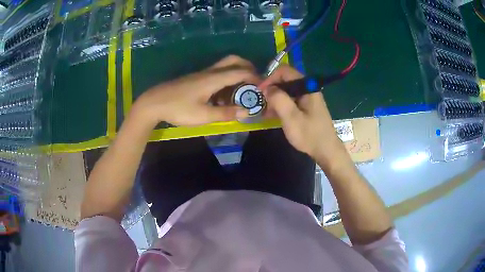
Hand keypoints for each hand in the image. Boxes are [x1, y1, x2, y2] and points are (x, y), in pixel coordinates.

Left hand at [132, 55, 258, 127]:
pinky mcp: (196, 79)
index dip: (255, 77)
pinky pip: (216, 74)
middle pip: (233, 60)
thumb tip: (246, 111)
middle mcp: (210, 72)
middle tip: (254, 82)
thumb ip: (226, 113)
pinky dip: (226, 80)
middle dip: (247, 68)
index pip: (241, 71)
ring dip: (236, 74)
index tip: (264, 86)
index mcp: (214, 78)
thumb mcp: (203, 115)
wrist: (154, 102)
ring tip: (240, 92)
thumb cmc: (178, 108)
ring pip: (225, 66)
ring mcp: (202, 74)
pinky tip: (222, 97)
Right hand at [259, 65, 346, 166]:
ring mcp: (308, 97)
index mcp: (307, 87)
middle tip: (261, 102)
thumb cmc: (310, 135)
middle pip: (285, 79)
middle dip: (271, 88)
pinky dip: (281, 104)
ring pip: (287, 90)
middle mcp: (308, 88)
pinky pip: (291, 99)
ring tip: (265, 111)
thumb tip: (267, 88)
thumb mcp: (291, 117)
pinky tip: (273, 115)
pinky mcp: (307, 106)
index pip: (285, 71)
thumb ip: (279, 99)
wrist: (326, 150)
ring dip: (275, 98)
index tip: (260, 91)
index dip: (270, 78)